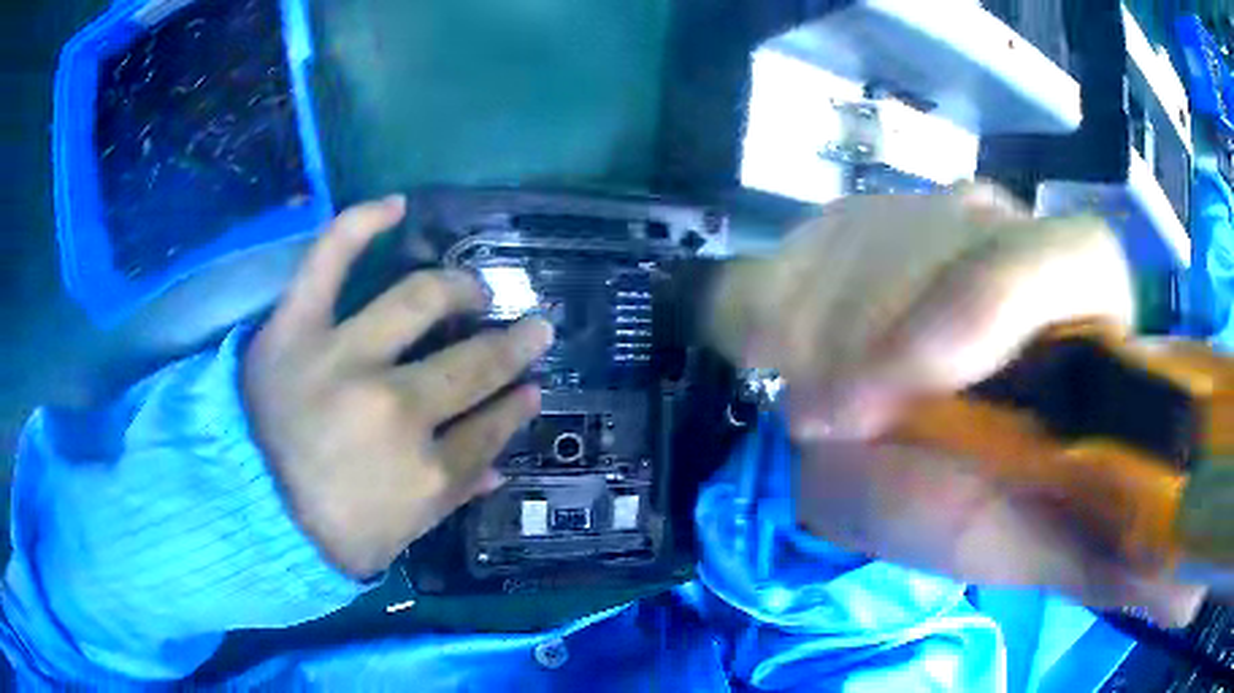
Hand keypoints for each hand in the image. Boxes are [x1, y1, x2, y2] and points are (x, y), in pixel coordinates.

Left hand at [243, 196, 553, 577]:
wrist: (243, 515)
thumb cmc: (326, 533)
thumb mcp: (402, 533)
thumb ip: (454, 495)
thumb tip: (501, 464)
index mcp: (424, 472)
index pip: (490, 427)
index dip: (515, 407)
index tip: (530, 389)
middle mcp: (395, 409)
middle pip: (472, 365)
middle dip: (513, 347)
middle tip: (531, 331)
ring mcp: (344, 359)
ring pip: (422, 301)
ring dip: (463, 290)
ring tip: (478, 290)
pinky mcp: (297, 328)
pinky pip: (330, 258)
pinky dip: (361, 224)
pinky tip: (396, 205)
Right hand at [720, 187, 1204, 624]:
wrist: (854, 463)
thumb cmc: (951, 510)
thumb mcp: (1022, 545)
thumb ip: (1098, 554)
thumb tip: (1177, 582)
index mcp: (1083, 315)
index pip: (1073, 253)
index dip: (996, 300)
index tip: (915, 382)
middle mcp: (1018, 240)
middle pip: (955, 238)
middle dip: (881, 336)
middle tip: (830, 425)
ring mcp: (931, 215)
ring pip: (871, 236)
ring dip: (826, 337)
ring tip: (816, 414)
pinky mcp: (857, 217)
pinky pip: (805, 245)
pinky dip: (779, 310)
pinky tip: (788, 360)